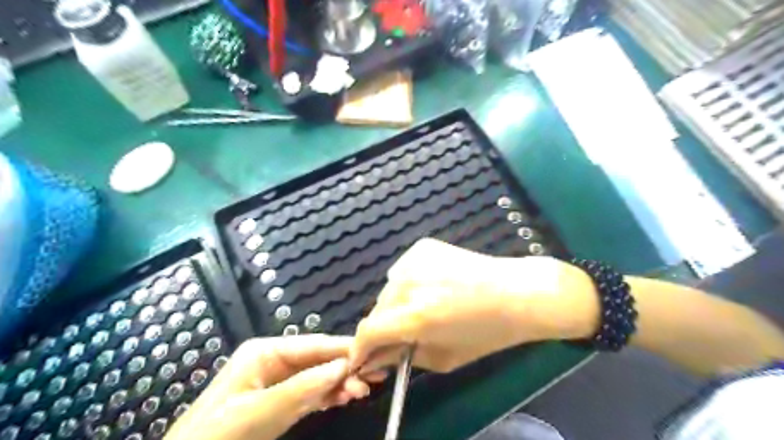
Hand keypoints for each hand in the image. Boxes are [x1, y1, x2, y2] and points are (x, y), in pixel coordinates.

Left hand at [167, 336, 384, 439]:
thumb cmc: (217, 436)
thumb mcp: (258, 412)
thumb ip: (302, 388)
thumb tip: (343, 367)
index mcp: (265, 352)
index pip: (313, 345)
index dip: (342, 349)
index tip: (371, 355)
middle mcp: (274, 360)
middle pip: (318, 359)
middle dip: (344, 368)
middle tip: (373, 378)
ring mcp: (277, 381)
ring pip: (317, 376)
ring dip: (339, 383)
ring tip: (363, 390)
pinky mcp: (279, 401)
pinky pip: (310, 393)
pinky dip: (327, 395)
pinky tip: (344, 397)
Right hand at [350, 240, 601, 372]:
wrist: (517, 292)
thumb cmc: (488, 332)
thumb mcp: (445, 357)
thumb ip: (403, 356)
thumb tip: (374, 356)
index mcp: (416, 316)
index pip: (368, 331)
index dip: (360, 348)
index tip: (362, 356)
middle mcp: (409, 283)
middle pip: (377, 309)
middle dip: (384, 326)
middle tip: (404, 334)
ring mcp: (414, 259)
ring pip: (389, 289)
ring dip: (397, 303)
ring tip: (425, 306)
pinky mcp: (422, 246)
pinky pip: (402, 270)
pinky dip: (409, 282)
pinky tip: (433, 285)